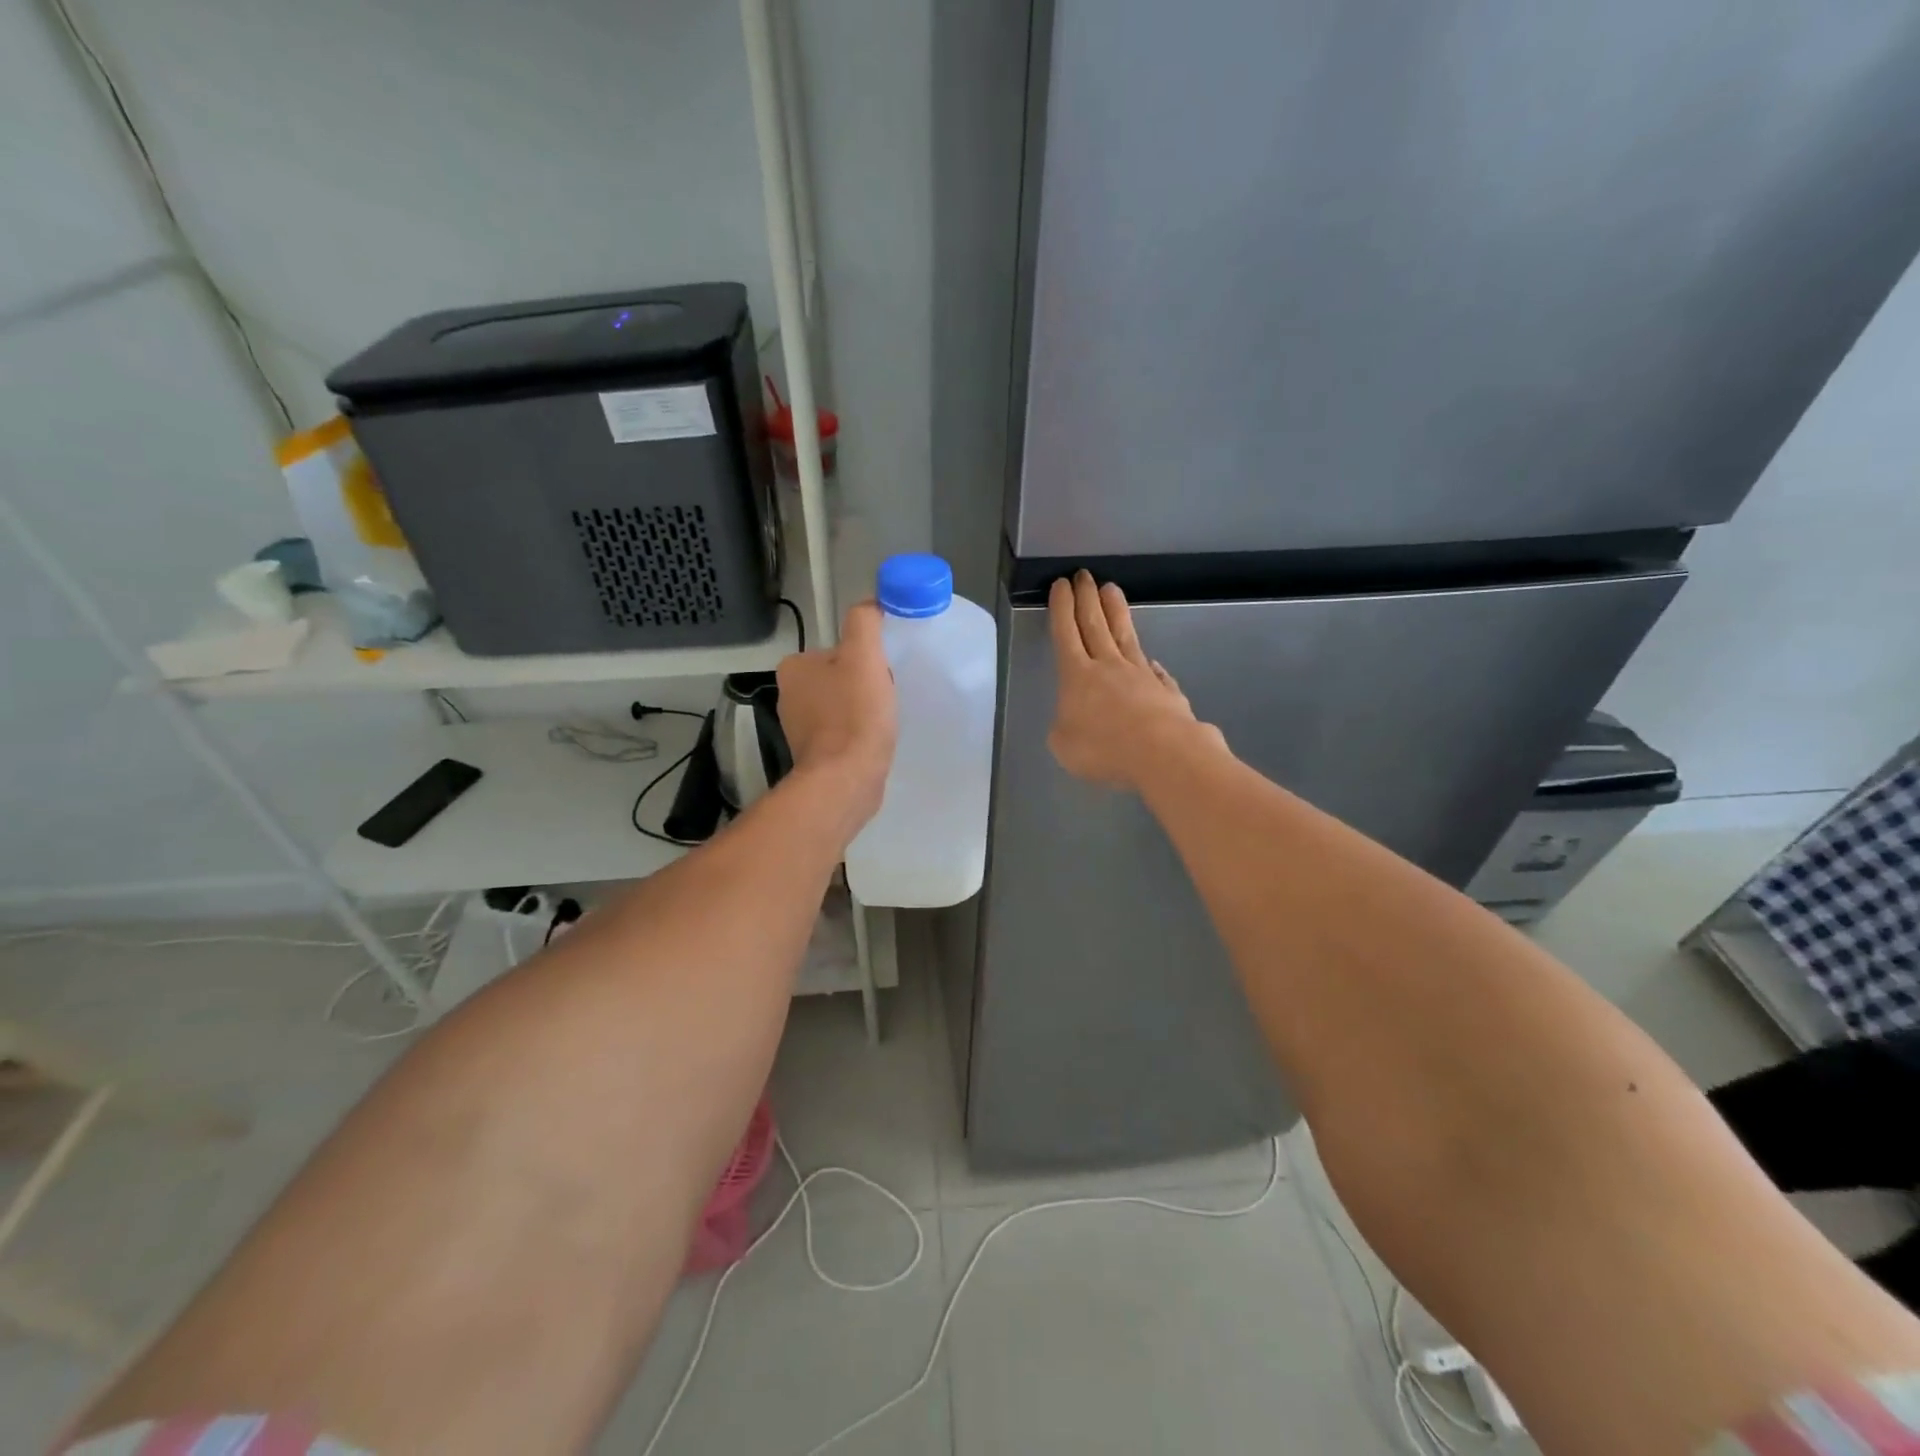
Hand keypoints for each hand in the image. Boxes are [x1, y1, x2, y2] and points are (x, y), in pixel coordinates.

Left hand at [778, 600, 897, 823]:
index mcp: (794, 668)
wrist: (845, 780)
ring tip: (881, 723)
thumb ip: (865, 623)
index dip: (866, 659)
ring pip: (842, 706)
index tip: (883, 674)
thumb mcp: (864, 656)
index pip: (838, 650)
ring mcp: (799, 728)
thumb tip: (870, 604)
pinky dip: (857, 734)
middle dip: (864, 685)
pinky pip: (841, 733)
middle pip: (840, 677)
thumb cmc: (854, 715)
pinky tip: (872, 742)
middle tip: (886, 698)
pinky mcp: (814, 755)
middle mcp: (789, 696)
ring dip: (862, 711)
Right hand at [1048, 571, 1224, 790]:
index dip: (1061, 609)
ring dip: (1116, 611)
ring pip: (1125, 635)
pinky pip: (1154, 671)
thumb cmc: (1103, 748)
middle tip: (1083, 575)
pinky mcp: (1166, 689)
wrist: (1161, 753)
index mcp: (1077, 675)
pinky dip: (1149, 664)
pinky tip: (1150, 660)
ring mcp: (1141, 674)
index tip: (1061, 585)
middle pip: (1095, 624)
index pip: (1066, 633)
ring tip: (1111, 590)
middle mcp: (1108, 666)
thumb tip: (1078, 718)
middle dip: (1086, 598)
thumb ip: (1064, 728)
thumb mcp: (1064, 745)